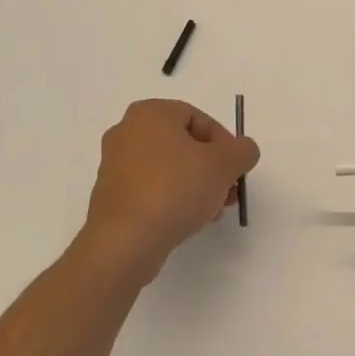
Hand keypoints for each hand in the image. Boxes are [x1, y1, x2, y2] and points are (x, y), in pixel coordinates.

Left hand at [79, 100, 259, 287]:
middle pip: (184, 144)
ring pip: (169, 168)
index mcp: (150, 113)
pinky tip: (188, 221)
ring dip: (196, 185)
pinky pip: (151, 189)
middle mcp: (127, 131)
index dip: (225, 143)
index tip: (236, 170)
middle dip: (212, 168)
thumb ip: (243, 151)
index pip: (199, 118)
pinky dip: (172, 199)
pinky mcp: (111, 196)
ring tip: (213, 211)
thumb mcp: (224, 165)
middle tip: (228, 192)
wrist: (125, 242)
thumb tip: (243, 151)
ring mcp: (115, 165)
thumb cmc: (175, 189)